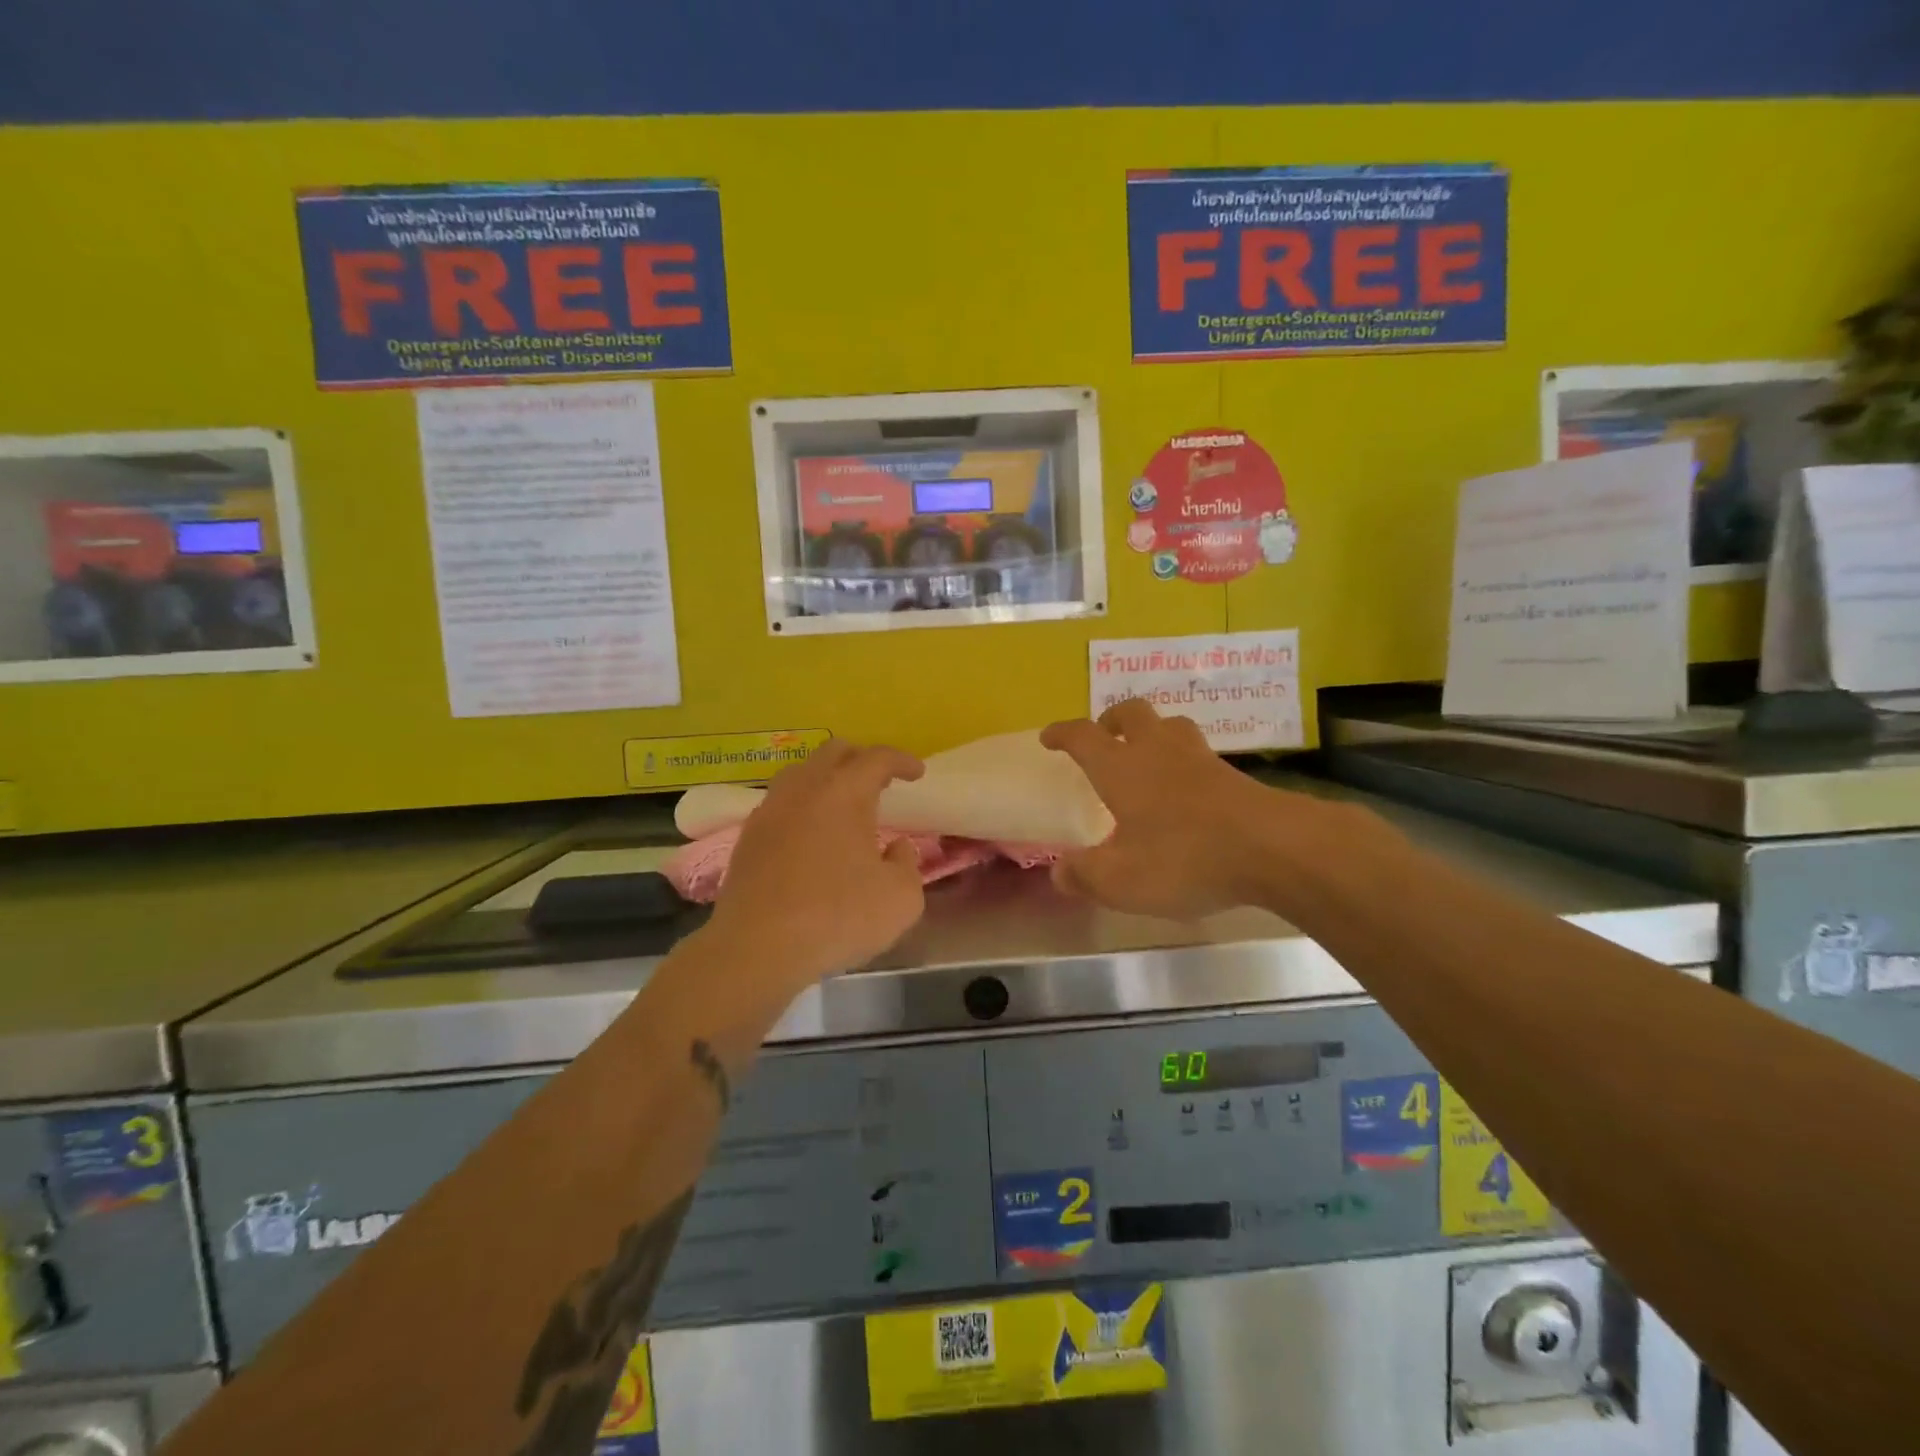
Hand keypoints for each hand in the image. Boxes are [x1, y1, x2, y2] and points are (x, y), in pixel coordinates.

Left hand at [704, 740, 926, 987]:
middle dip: (861, 759)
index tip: (917, 773)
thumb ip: (907, 864)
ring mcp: (769, 811)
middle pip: (832, 752)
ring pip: (800, 774)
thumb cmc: (837, 917)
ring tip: (843, 805)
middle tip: (880, 781)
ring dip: (826, 779)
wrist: (757, 948)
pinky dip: (802, 807)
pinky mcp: (747, 838)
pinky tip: (810, 834)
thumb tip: (895, 848)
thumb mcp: (901, 898)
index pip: (877, 758)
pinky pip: (781, 804)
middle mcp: (803, 789)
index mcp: (844, 792)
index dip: (901, 761)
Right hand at [1041, 700, 1313, 919]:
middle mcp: (1158, 752)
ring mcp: (1200, 759)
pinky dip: (1184, 762)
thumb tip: (1059, 872)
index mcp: (1121, 768)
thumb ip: (1084, 875)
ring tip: (1147, 756)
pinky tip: (1186, 790)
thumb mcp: (1120, 880)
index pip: (1083, 737)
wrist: (1273, 849)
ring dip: (1153, 732)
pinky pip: (1199, 754)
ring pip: (1171, 726)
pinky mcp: (1234, 776)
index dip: (1063, 733)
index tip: (1049, 737)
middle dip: (1111, 719)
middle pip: (1132, 713)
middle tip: (1103, 736)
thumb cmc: (1183, 858)